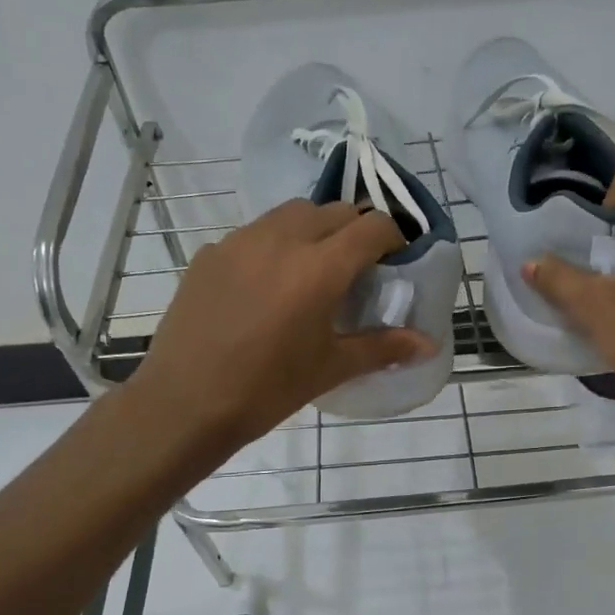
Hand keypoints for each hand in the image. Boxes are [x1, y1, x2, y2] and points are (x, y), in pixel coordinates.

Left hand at [130, 200, 435, 455]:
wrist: (185, 403)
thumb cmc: (268, 389)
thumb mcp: (331, 367)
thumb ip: (384, 347)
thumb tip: (430, 344)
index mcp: (320, 267)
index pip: (372, 226)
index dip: (393, 235)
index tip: (396, 258)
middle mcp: (282, 240)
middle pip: (334, 210)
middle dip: (355, 229)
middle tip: (359, 266)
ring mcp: (240, 242)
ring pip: (291, 213)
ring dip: (314, 228)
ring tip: (313, 267)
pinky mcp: (210, 253)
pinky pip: (254, 233)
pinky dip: (274, 244)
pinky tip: (267, 284)